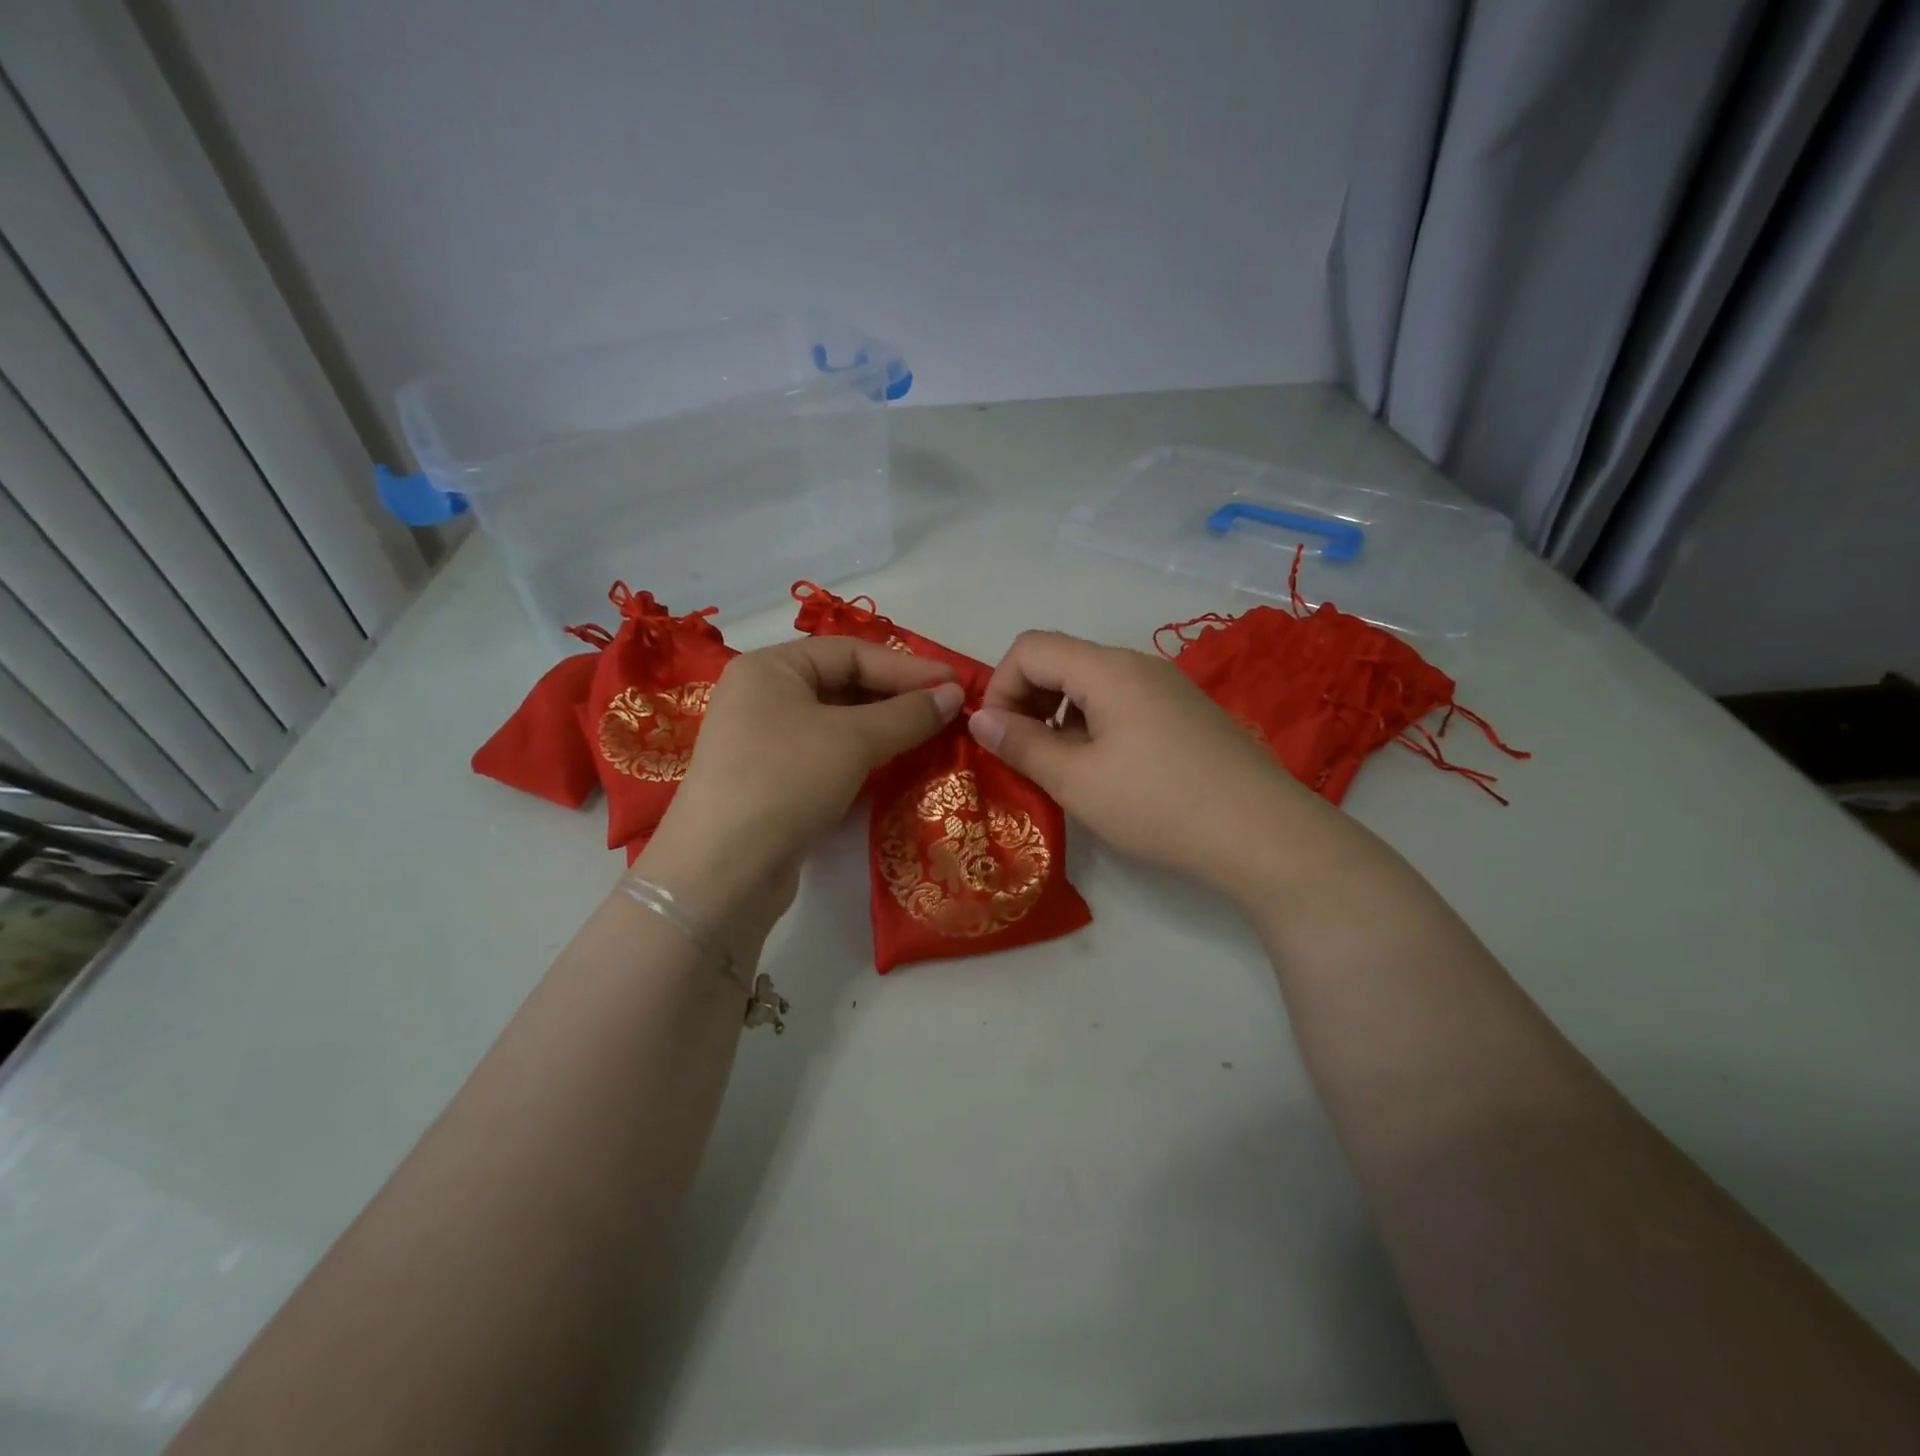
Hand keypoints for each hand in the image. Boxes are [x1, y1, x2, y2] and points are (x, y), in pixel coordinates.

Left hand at [639, 638, 964, 941]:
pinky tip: (895, 764)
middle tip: (947, 712)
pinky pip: (827, 753)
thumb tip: (955, 695)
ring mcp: (764, 741)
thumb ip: (908, 714)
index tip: (956, 685)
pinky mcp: (772, 781)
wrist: (722, 872)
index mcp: (770, 668)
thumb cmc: (785, 782)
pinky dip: (863, 754)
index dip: (907, 667)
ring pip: (837, 722)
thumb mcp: (852, 740)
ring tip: (931, 736)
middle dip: (897, 697)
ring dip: (884, 727)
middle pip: (843, 683)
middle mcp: (762, 696)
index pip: (850, 653)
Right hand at [968, 631, 1307, 901]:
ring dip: (1059, 716)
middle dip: (1027, 700)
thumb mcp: (1077, 781)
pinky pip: (1122, 702)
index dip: (1000, 687)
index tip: (998, 738)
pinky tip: (1104, 771)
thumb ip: (1022, 745)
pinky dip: (1093, 725)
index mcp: (1107, 669)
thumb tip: (980, 719)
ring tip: (1060, 768)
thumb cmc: (1159, 805)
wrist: (1263, 835)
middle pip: (1061, 660)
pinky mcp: (1185, 713)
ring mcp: (1167, 687)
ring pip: (1091, 683)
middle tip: (1023, 755)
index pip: (1030, 647)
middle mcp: (1137, 664)